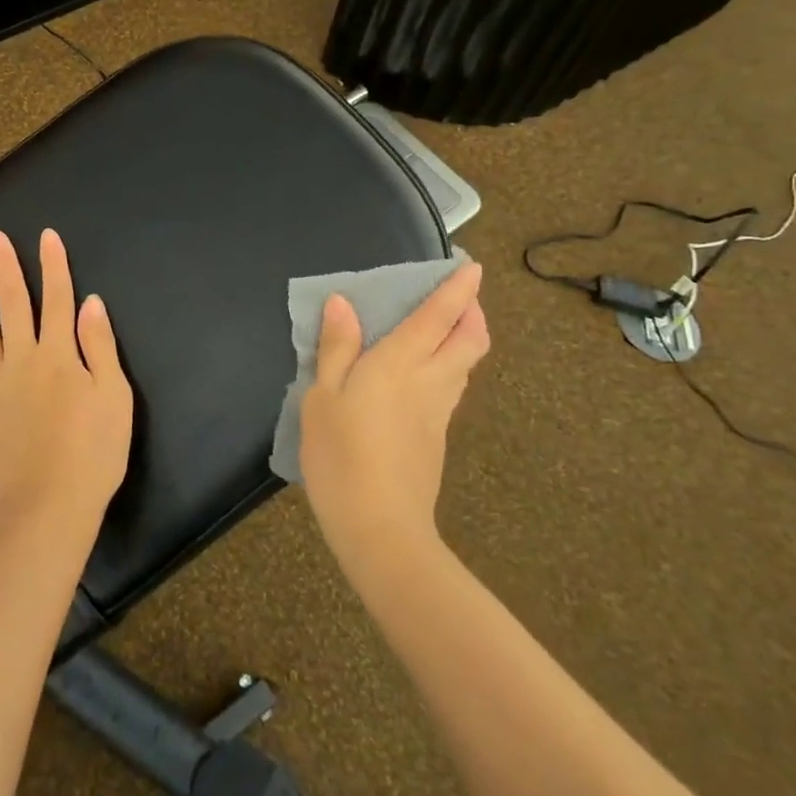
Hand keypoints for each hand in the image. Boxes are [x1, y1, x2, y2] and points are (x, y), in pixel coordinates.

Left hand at [0, 229, 132, 539]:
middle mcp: (24, 362)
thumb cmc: (93, 451)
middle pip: (13, 307)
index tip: (46, 236)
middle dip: (5, 270)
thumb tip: (90, 303)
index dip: (54, 266)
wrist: (49, 506)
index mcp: (59, 355)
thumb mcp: (114, 396)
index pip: (58, 299)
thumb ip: (100, 347)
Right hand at [299, 262, 488, 559]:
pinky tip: (421, 377)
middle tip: (457, 298)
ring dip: (463, 340)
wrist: (380, 528)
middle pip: (470, 340)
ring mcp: (439, 413)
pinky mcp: (437, 438)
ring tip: (441, 331)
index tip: (472, 268)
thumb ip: (336, 348)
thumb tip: (342, 302)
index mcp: (401, 363)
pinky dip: (449, 368)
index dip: (459, 289)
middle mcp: (430, 381)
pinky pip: (451, 389)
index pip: (439, 316)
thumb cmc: (341, 455)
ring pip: (465, 366)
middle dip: (472, 313)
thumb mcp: (323, 397)